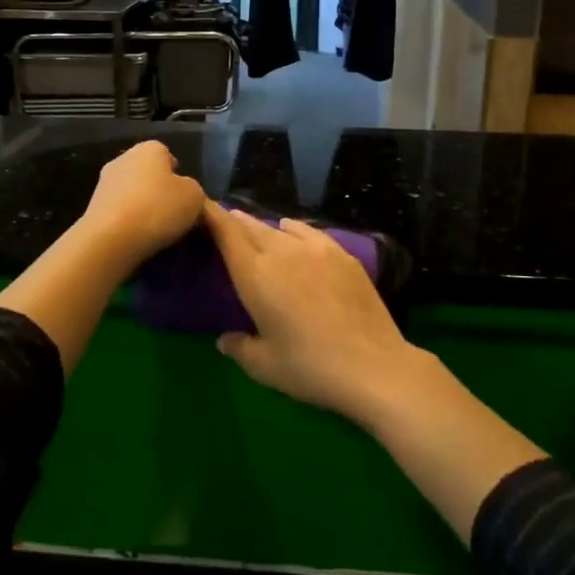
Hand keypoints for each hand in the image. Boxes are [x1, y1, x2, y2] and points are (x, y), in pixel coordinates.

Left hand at [82, 141, 205, 264]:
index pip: (167, 154)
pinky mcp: (93, 206)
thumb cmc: (158, 209)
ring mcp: (104, 181)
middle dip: (159, 190)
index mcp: (149, 148)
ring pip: (132, 191)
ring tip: (155, 229)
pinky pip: (119, 210)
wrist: (110, 239)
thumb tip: (184, 192)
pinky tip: (136, 236)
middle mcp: (124, 158)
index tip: (185, 197)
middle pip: (148, 172)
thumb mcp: (195, 197)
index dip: (178, 175)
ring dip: (142, 205)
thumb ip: (193, 189)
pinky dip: (127, 220)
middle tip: (173, 213)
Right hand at [203, 203, 427, 422]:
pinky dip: (295, 230)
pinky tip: (295, 234)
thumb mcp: (265, 366)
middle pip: (251, 227)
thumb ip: (240, 347)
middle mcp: (282, 252)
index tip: (201, 206)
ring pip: (281, 228)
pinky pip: (310, 232)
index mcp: (255, 275)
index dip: (211, 215)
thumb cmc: (310, 368)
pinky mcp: (343, 254)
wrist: (373, 366)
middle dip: (235, 222)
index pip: (226, 234)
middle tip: (224, 222)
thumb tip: (225, 339)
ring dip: (265, 227)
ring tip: (259, 231)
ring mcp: (316, 249)